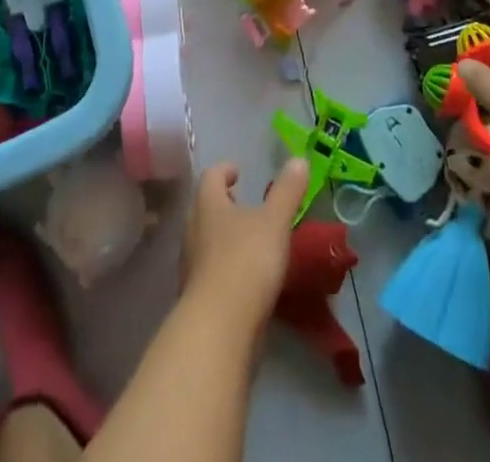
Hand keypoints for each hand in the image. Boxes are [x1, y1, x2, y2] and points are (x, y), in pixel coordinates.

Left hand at [181, 158, 309, 329]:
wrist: (219, 330)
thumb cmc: (246, 262)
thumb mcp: (274, 222)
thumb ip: (287, 192)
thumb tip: (299, 159)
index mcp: (208, 203)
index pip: (211, 176)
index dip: (225, 170)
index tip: (239, 171)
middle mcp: (193, 229)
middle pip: (205, 207)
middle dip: (223, 203)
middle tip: (244, 203)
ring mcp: (191, 265)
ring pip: (205, 239)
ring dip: (223, 236)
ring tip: (249, 240)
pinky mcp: (197, 297)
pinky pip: (209, 271)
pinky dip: (225, 267)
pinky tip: (245, 279)